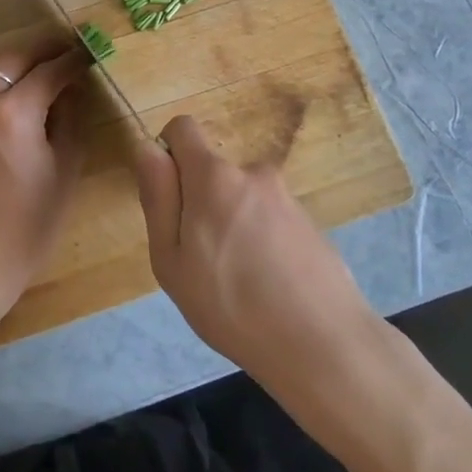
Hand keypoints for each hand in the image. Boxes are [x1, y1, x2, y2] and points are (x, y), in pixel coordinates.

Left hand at [0, 40, 89, 311]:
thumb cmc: (32, 220)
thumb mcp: (66, 166)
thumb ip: (71, 117)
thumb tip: (73, 87)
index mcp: (14, 113)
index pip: (50, 70)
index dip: (74, 60)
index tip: (91, 53)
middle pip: (16, 56)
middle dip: (46, 50)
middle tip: (71, 52)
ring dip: (18, 57)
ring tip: (43, 65)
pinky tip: (17, 87)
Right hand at [132, 115, 373, 381]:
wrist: (322, 344)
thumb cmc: (230, 304)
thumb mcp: (171, 259)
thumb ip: (158, 197)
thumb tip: (149, 148)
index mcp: (214, 176)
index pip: (183, 127)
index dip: (168, 154)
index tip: (170, 201)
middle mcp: (254, 173)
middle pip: (213, 172)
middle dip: (200, 203)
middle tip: (201, 261)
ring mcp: (287, 197)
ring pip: (241, 200)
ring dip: (232, 225)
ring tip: (237, 282)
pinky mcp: (311, 223)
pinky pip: (269, 220)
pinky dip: (261, 241)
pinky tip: (268, 287)